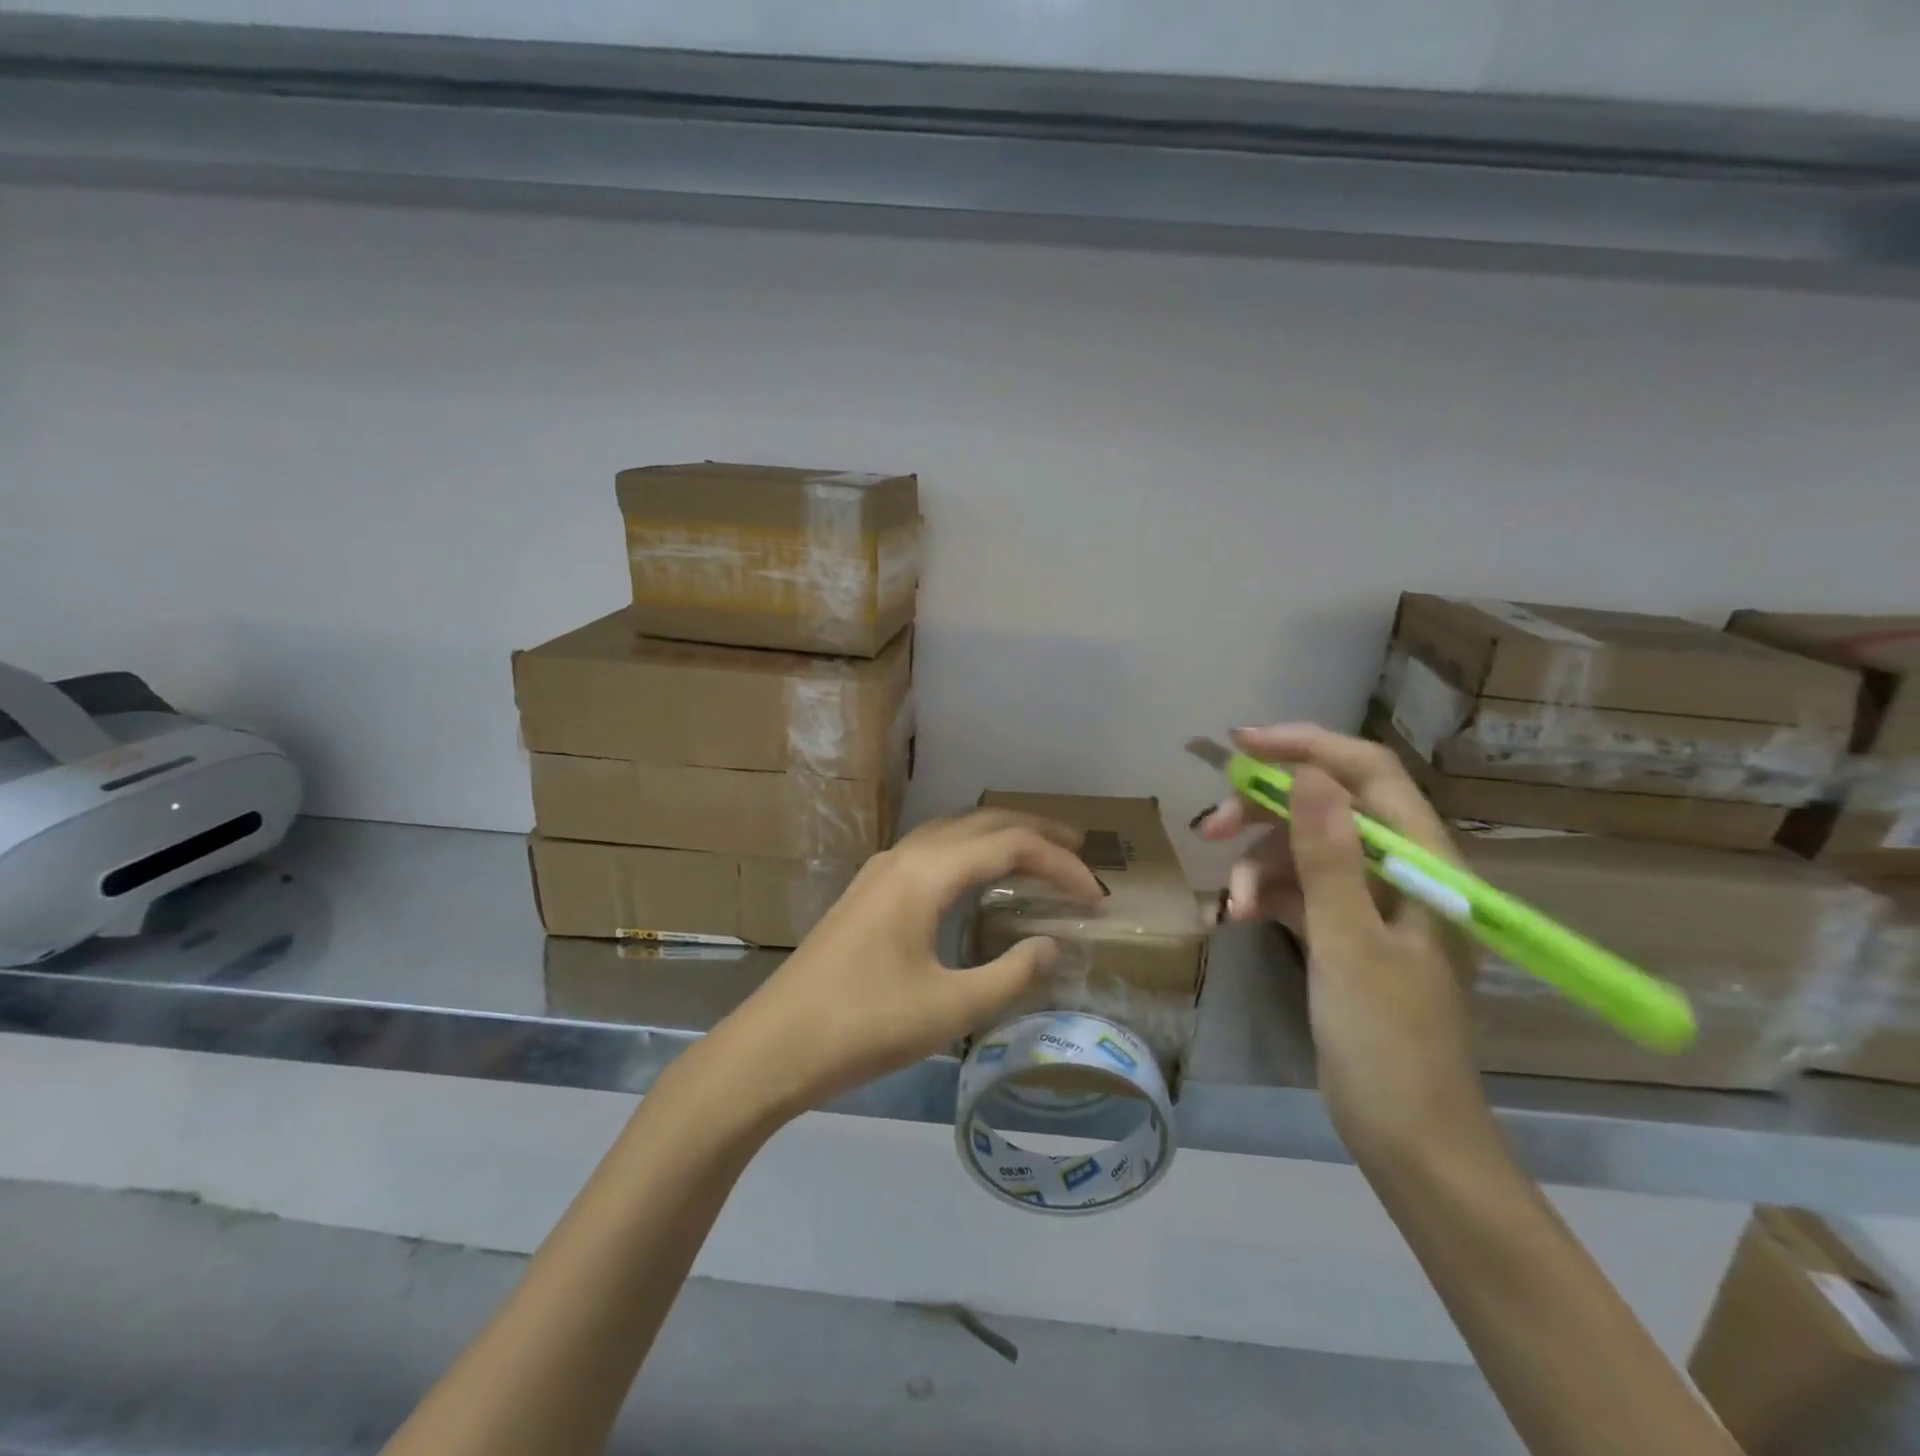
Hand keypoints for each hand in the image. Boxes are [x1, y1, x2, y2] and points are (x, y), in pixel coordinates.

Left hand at [712, 808, 1103, 1116]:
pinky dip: (970, 851)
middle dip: (1035, 831)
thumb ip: (1010, 974)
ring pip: (952, 831)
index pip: (1010, 845)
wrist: (773, 1047)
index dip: (1061, 864)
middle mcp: (904, 857)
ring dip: (999, 836)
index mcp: (926, 873)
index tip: (1096, 896)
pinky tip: (978, 879)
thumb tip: (1051, 945)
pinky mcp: (868, 891)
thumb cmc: (863, 1027)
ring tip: (1038, 855)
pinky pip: (932, 850)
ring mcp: (880, 870)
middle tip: (1080, 851)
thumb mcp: (949, 1009)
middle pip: (981, 822)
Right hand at [1198, 725, 1495, 1165]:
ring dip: (1258, 867)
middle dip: (1264, 813)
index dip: (1307, 748)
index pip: (1369, 774)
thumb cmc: (1387, 1043)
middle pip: (1326, 809)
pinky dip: (1264, 898)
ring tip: (1228, 905)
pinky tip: (1232, 917)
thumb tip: (1309, 773)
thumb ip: (1329, 855)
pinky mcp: (1346, 935)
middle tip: (1210, 829)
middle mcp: (1401, 873)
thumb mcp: (1349, 943)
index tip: (1241, 747)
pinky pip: (1297, 893)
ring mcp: (1371, 905)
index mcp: (1424, 865)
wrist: (1409, 1141)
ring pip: (1304, 852)